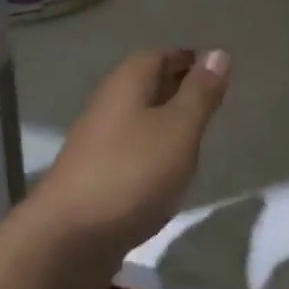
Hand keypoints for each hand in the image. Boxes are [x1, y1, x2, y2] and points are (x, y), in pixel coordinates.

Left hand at [29, 48, 229, 288]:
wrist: (70, 235)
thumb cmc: (132, 172)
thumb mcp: (178, 129)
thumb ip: (199, 93)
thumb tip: (217, 52)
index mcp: (126, 82)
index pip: (158, 55)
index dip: (186, 59)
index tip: (215, 70)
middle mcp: (108, 103)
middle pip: (146, 84)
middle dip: (177, 87)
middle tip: (213, 100)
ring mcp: (98, 140)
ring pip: (139, 118)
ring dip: (165, 121)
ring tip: (198, 135)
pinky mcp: (96, 174)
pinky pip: (132, 149)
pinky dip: (153, 151)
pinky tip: (170, 171)